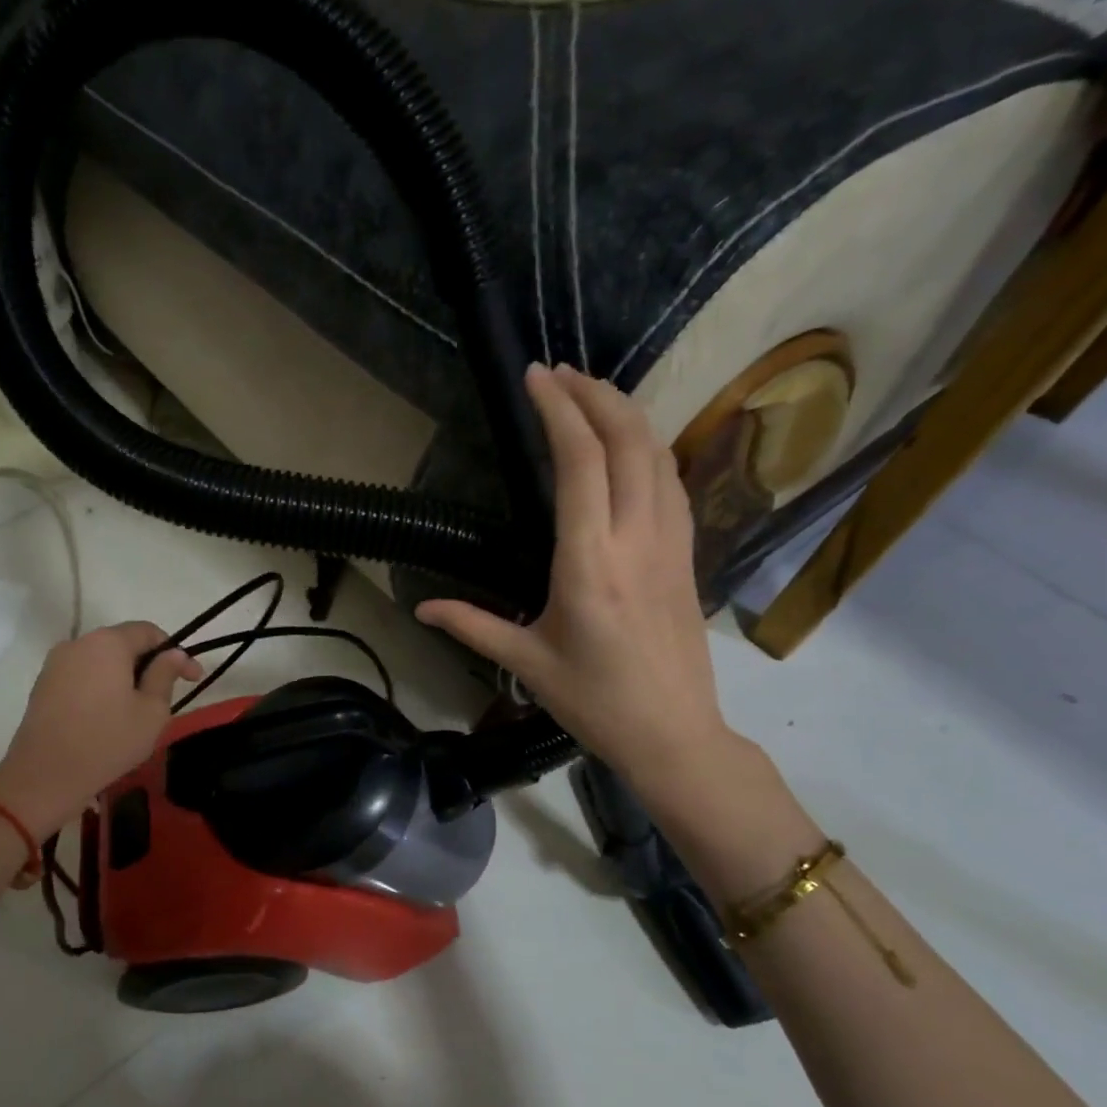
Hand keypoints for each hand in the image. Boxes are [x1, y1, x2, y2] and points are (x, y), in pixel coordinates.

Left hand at [0, 622, 202, 837]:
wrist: (44, 777)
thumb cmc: (107, 741)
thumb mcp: (152, 711)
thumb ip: (165, 675)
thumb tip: (175, 653)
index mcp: (108, 643)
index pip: (149, 632)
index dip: (176, 652)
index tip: (193, 678)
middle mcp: (78, 643)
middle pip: (123, 644)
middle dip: (149, 664)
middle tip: (167, 695)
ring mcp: (55, 664)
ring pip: (101, 661)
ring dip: (124, 677)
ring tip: (138, 709)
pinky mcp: (42, 685)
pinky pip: (82, 676)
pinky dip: (101, 687)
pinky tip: (109, 715)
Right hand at [417, 364, 736, 798]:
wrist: (674, 733)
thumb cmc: (595, 702)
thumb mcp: (526, 663)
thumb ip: (472, 625)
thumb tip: (421, 608)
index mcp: (588, 563)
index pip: (579, 463)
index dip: (558, 410)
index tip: (535, 377)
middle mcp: (634, 539)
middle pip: (626, 441)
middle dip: (594, 395)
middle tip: (559, 373)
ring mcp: (670, 543)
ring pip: (657, 454)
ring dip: (626, 413)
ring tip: (592, 393)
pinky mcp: (686, 554)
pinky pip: (673, 481)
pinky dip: (650, 446)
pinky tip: (631, 444)